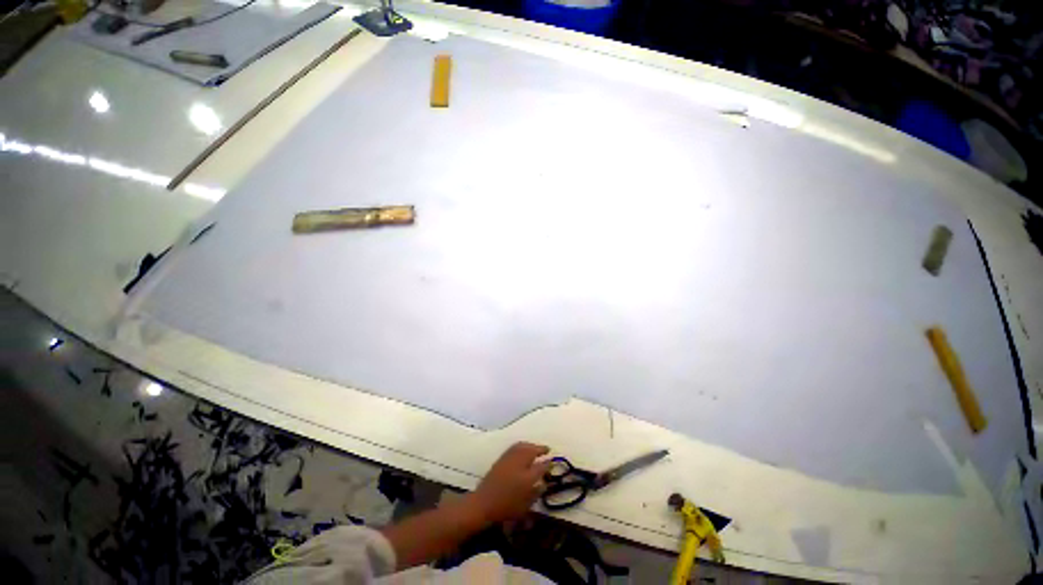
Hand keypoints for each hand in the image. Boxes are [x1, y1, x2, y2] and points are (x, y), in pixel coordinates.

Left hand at [470, 442, 551, 522]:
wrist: (483, 503)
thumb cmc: (506, 508)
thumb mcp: (525, 505)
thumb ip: (536, 492)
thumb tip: (543, 482)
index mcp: (527, 477)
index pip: (542, 466)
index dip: (548, 463)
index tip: (552, 461)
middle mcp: (519, 464)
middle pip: (531, 450)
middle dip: (539, 448)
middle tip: (546, 450)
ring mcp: (509, 459)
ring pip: (522, 446)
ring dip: (530, 445)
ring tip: (535, 447)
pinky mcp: (501, 459)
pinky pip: (514, 447)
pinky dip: (521, 446)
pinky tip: (522, 449)